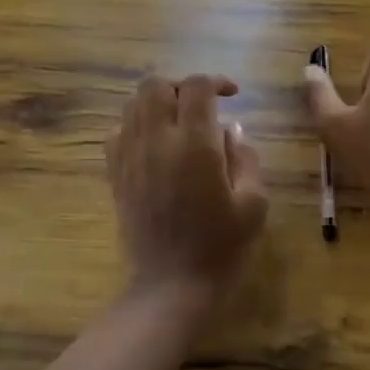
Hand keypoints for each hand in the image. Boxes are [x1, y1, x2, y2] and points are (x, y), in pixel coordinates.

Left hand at [107, 74, 268, 301]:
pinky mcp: (115, 175)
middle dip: (181, 86)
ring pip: (133, 104)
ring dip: (157, 103)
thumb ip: (245, 158)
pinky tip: (155, 146)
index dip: (216, 81)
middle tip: (202, 106)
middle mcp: (156, 141)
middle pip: (155, 84)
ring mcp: (130, 157)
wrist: (171, 287)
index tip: (233, 95)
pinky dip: (136, 126)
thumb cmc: (221, 248)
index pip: (196, 86)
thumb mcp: (253, 204)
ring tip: (179, 123)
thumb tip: (231, 130)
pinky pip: (117, 132)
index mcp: (194, 144)